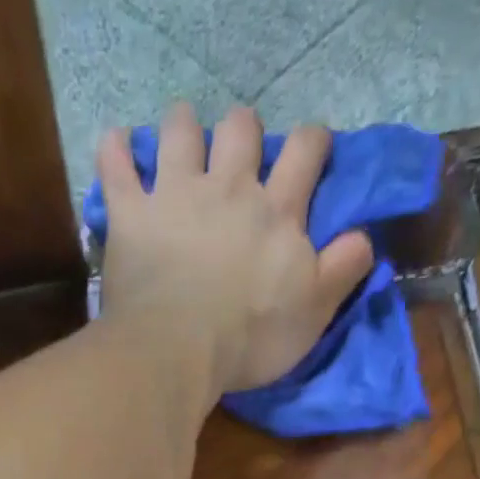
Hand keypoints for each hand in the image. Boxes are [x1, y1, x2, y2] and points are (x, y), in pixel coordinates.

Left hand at [96, 103, 375, 393]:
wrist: (177, 351)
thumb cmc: (249, 340)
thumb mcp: (312, 314)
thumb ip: (342, 270)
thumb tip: (364, 236)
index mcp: (276, 212)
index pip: (305, 151)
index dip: (312, 143)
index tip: (311, 153)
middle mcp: (228, 188)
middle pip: (241, 127)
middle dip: (242, 132)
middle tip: (236, 154)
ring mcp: (175, 195)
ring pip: (181, 130)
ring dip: (183, 127)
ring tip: (181, 140)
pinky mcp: (131, 214)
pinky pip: (116, 165)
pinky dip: (115, 150)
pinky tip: (117, 145)